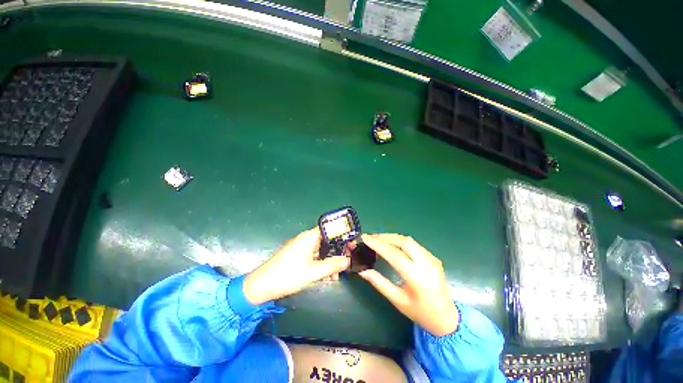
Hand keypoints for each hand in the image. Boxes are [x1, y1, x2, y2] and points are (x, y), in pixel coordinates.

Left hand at [243, 228, 350, 304]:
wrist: (260, 287)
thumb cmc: (287, 275)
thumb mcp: (313, 272)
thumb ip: (332, 265)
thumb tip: (348, 261)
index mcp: (309, 237)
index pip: (329, 230)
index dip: (341, 236)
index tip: (350, 246)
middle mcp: (305, 239)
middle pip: (326, 242)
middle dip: (336, 254)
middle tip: (344, 265)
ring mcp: (301, 248)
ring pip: (320, 251)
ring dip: (328, 262)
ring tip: (334, 277)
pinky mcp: (297, 257)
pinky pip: (313, 257)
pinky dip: (320, 265)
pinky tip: (325, 277)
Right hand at [359, 234, 459, 335]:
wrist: (447, 319)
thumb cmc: (421, 313)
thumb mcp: (397, 300)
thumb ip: (379, 283)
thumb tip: (362, 270)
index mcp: (417, 277)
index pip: (394, 254)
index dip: (377, 245)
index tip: (365, 238)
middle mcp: (426, 263)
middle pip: (403, 241)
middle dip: (385, 237)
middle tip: (370, 238)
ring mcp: (432, 259)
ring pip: (409, 240)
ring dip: (392, 237)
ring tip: (378, 239)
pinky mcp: (433, 258)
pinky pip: (414, 244)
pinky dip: (400, 241)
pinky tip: (392, 244)